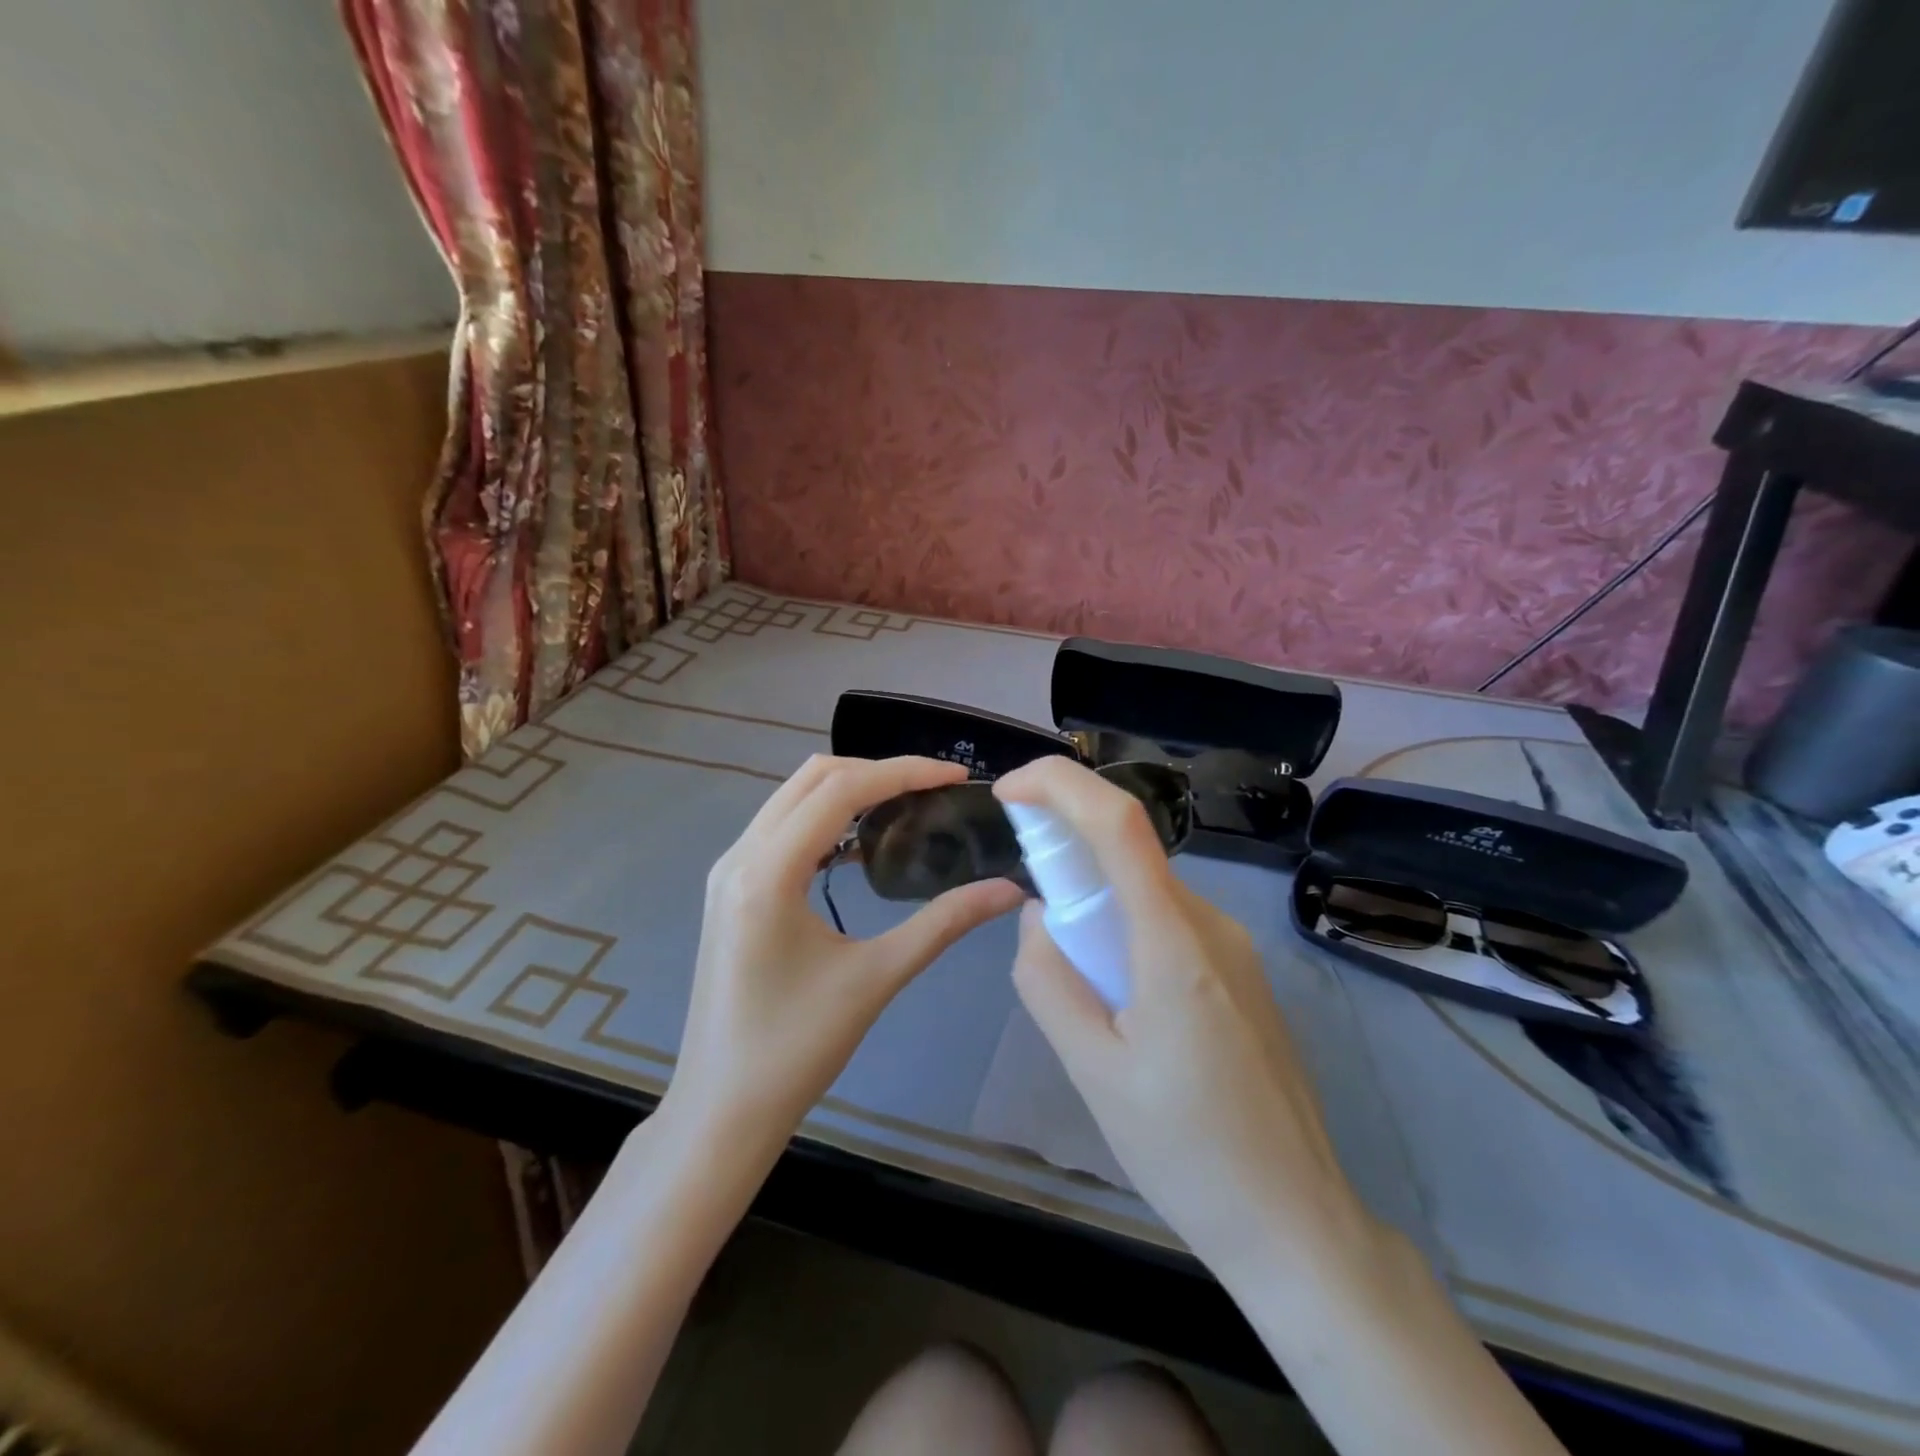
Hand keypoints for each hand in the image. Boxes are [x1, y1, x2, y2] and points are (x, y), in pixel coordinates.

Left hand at [665, 755, 1022, 1162]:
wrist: (721, 1111)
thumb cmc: (795, 1051)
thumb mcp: (876, 979)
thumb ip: (943, 924)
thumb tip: (1009, 890)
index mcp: (766, 872)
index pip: (841, 790)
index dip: (904, 773)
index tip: (956, 776)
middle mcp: (739, 856)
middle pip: (813, 778)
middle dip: (878, 772)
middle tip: (935, 788)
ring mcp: (728, 871)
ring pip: (793, 797)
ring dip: (850, 790)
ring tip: (907, 805)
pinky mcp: (730, 889)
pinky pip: (782, 827)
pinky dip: (825, 818)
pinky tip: (862, 844)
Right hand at [995, 758, 1376, 1276]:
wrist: (1296, 1223)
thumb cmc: (1187, 1152)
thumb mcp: (1093, 1071)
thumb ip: (1049, 981)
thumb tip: (1038, 917)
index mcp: (1174, 942)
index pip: (1119, 823)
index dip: (1060, 784)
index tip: (1009, 790)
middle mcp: (1212, 924)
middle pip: (1129, 852)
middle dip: (1067, 855)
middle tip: (1032, 918)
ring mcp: (1234, 947)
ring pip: (1146, 892)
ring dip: (1095, 905)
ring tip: (1080, 988)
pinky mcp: (1242, 973)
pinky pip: (1169, 924)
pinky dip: (1125, 931)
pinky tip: (1121, 1003)